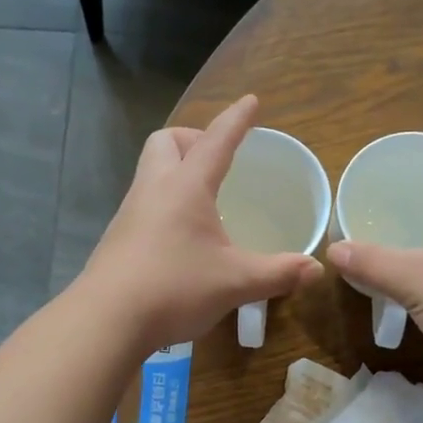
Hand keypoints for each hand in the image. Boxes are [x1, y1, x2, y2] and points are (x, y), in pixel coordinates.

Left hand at [79, 95, 322, 347]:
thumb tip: (316, 270)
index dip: (236, 120)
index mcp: (186, 187)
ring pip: (151, 171)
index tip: (251, 102)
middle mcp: (154, 189)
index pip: (216, 141)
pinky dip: (165, 201)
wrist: (106, 320)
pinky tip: (181, 235)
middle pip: (167, 142)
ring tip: (204, 198)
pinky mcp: (119, 237)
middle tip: (217, 160)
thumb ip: (278, 273)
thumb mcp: (236, 282)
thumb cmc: (174, 288)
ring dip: (176, 169)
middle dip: (193, 139)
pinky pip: (144, 201)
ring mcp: (131, 212)